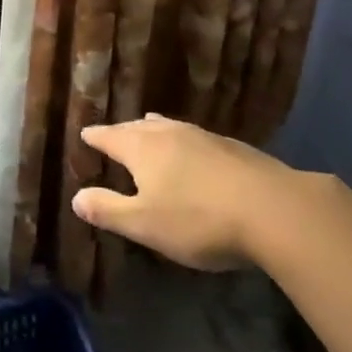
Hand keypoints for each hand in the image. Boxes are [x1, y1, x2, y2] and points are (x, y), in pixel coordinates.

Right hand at [69, 114, 293, 269]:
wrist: (275, 210)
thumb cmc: (199, 219)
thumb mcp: (145, 225)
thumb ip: (109, 210)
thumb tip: (76, 198)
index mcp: (141, 147)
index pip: (109, 136)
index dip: (95, 137)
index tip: (84, 134)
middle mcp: (169, 132)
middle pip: (138, 126)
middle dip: (123, 131)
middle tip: (114, 135)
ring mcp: (203, 136)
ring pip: (169, 127)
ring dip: (154, 129)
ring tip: (148, 128)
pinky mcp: (233, 147)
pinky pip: (195, 138)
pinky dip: (183, 142)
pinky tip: (194, 153)